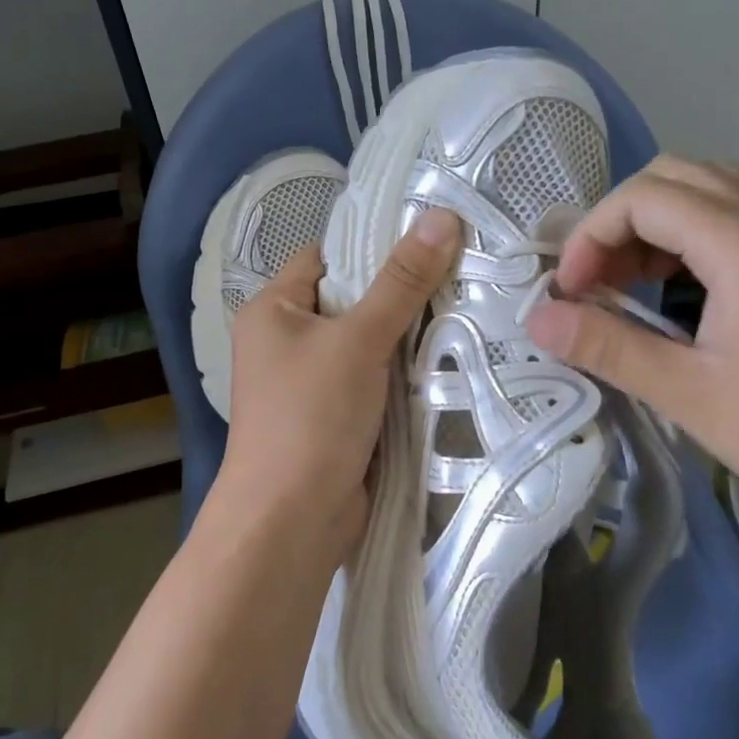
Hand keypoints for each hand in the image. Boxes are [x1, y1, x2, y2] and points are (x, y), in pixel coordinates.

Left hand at [215, 208, 462, 564]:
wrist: (292, 521)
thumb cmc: (311, 417)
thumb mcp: (358, 340)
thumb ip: (401, 282)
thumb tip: (442, 217)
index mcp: (273, 310)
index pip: (327, 257)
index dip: (374, 246)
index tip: (432, 239)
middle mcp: (286, 340)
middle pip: (352, 300)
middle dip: (401, 293)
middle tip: (462, 274)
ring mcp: (311, 382)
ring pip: (368, 342)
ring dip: (408, 336)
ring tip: (465, 310)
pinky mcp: (336, 416)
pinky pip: (374, 379)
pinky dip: (404, 373)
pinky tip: (447, 360)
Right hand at [524, 156, 738, 561]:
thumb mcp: (690, 395)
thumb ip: (609, 348)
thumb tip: (536, 318)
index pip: (643, 198)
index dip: (591, 235)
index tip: (570, 292)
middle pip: (674, 177)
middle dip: (617, 220)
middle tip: (591, 279)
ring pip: (707, 192)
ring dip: (652, 224)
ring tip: (621, 281)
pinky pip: (734, 220)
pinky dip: (687, 237)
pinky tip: (671, 287)